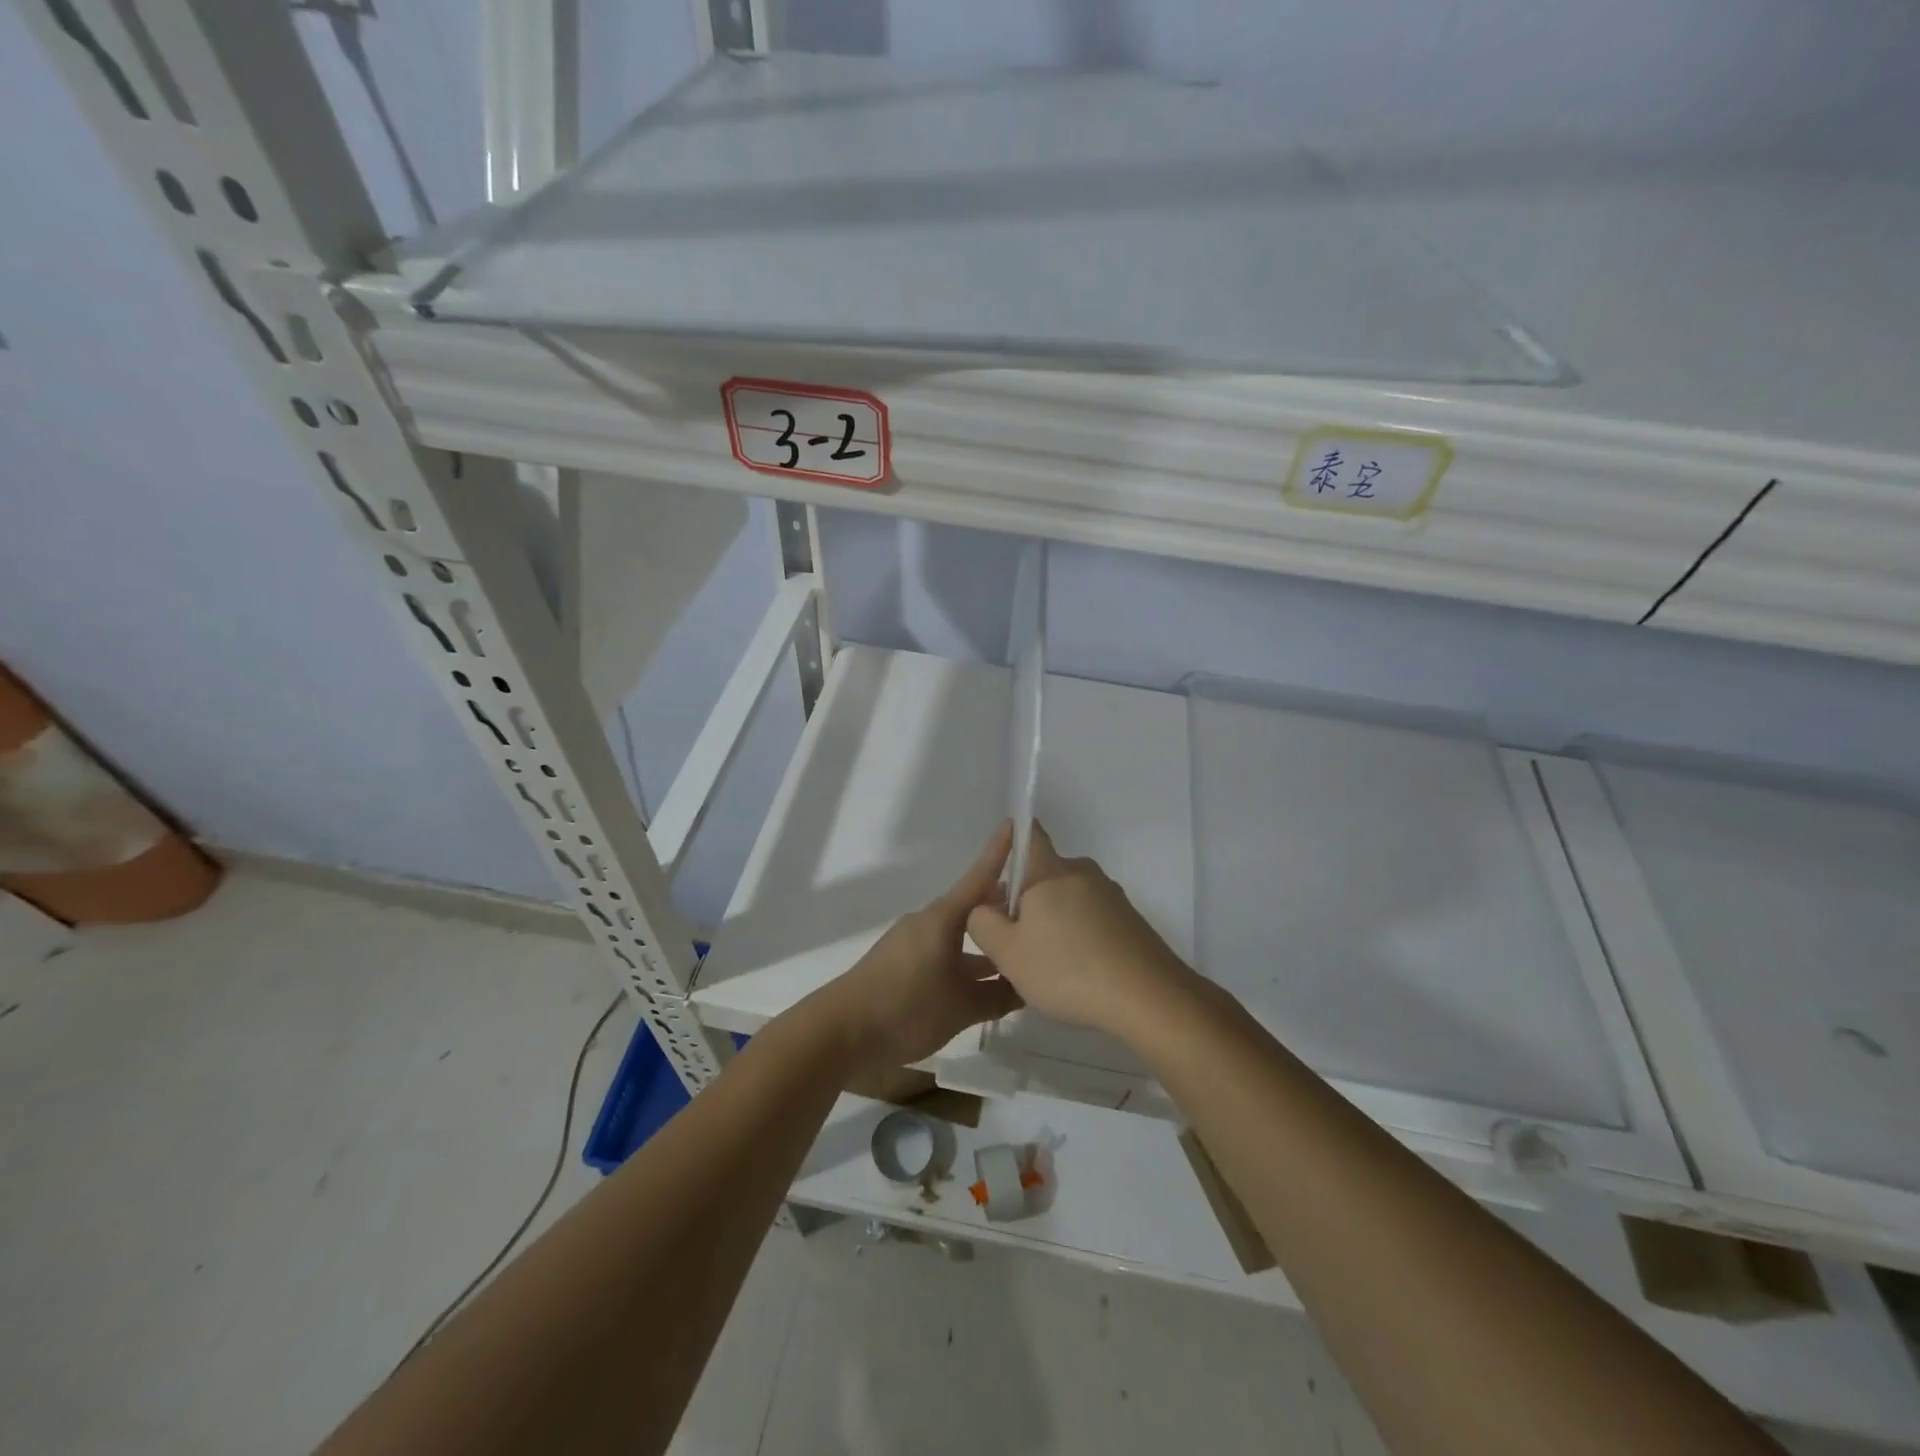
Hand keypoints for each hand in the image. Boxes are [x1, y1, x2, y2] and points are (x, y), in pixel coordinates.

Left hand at [811, 823, 1023, 1073]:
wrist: (841, 1031)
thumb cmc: (906, 1007)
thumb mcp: (961, 1006)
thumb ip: (998, 995)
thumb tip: (1026, 984)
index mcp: (943, 918)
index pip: (980, 876)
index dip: (1000, 851)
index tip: (1018, 824)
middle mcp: (929, 922)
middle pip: (973, 906)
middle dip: (1003, 905)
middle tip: (1041, 908)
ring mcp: (913, 943)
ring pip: (959, 933)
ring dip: (986, 940)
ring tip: (1021, 950)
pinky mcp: (903, 965)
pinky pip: (945, 952)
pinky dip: (967, 960)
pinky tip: (986, 983)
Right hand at [966, 822, 1193, 1040]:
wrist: (1149, 997)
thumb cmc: (1068, 969)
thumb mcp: (1007, 953)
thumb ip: (982, 923)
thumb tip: (984, 907)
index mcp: (1050, 871)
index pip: (1030, 835)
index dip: (1013, 840)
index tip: (1002, 862)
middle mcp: (1082, 872)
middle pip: (1045, 876)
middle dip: (1027, 900)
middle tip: (1016, 941)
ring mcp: (1111, 896)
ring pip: (1069, 900)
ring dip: (1054, 922)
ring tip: (1048, 966)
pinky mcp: (1131, 921)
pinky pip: (1093, 919)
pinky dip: (1080, 937)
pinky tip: (1079, 973)